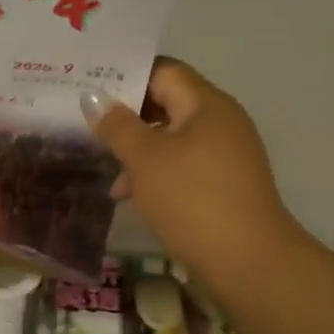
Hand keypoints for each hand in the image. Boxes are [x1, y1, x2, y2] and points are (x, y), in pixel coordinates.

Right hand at [82, 60, 305, 308]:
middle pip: (168, 104)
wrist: (247, 261)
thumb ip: (117, 125)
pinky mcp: (223, 186)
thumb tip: (92, 95)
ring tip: (105, 169)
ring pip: (172, 140)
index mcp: (206, 105)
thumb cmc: (192, 199)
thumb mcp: (145, 159)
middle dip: (127, 116)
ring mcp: (225, 156)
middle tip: (87, 122)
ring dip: (138, 150)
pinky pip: (182, 167)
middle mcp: (220, 122)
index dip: (127, 75)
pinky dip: (155, 174)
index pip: (164, 72)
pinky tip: (129, 195)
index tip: (90, 85)